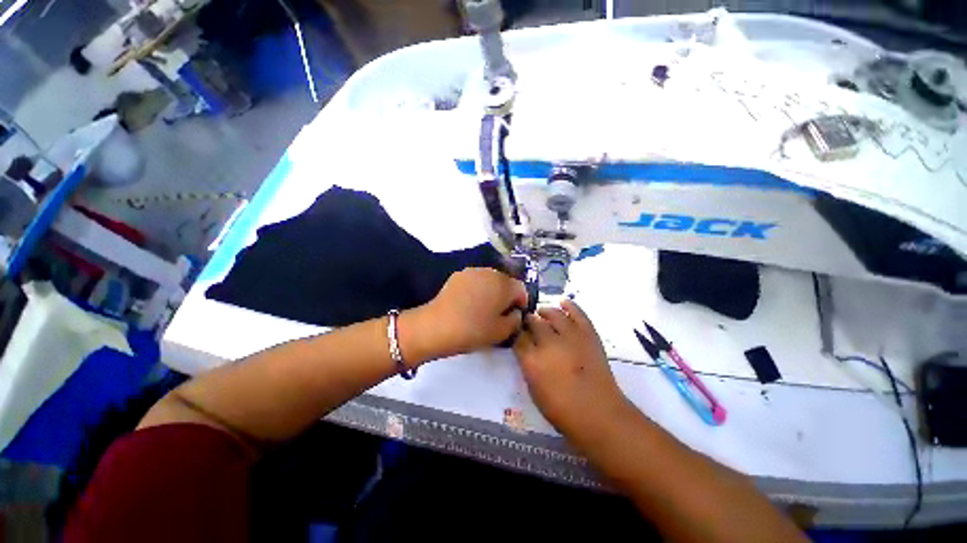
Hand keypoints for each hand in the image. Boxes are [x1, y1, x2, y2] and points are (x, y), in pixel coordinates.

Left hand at [409, 268, 527, 359]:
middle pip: (505, 282)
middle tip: (499, 313)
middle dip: (506, 295)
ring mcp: (473, 271)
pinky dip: (477, 289)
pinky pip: (475, 280)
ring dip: (491, 291)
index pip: (521, 289)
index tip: (514, 316)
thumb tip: (515, 312)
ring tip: (483, 308)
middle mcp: (490, 272)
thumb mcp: (502, 332)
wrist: (437, 326)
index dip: (521, 303)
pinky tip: (469, 303)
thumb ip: (516, 320)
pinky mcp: (458, 275)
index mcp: (504, 284)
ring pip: (490, 280)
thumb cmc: (473, 330)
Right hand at [513, 300, 634, 442]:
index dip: (516, 333)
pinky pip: (577, 313)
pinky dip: (569, 306)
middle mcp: (549, 343)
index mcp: (532, 361)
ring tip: (543, 313)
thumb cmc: (562, 409)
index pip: (518, 337)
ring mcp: (570, 336)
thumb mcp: (534, 389)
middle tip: (528, 322)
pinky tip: (563, 302)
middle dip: (529, 320)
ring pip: (553, 314)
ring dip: (545, 311)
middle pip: (533, 322)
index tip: (516, 332)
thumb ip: (527, 364)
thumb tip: (525, 348)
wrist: (599, 414)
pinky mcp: (588, 334)